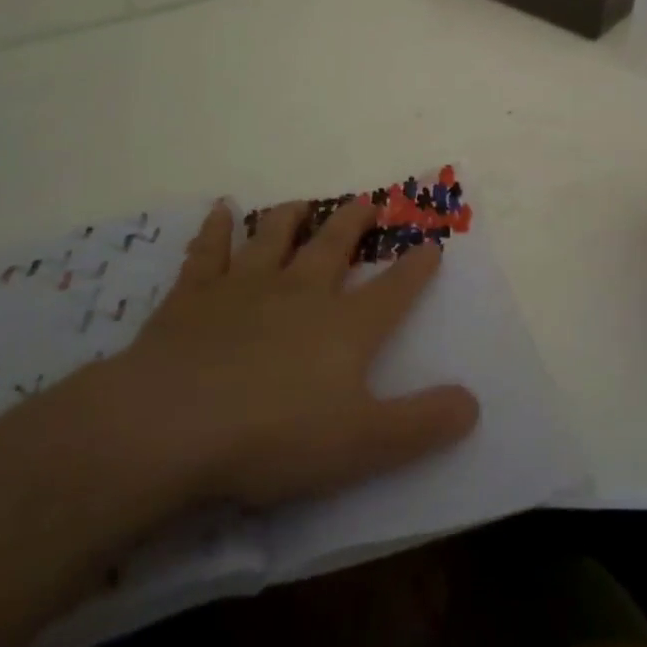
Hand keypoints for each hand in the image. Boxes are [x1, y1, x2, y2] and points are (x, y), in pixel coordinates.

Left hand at [90, 198, 479, 509]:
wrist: (172, 424)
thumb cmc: (274, 437)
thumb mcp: (362, 445)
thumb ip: (421, 424)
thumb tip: (474, 403)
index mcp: (344, 327)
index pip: (393, 291)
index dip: (417, 269)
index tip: (432, 245)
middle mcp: (300, 292)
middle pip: (334, 247)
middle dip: (354, 223)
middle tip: (367, 201)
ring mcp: (245, 288)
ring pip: (273, 238)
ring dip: (290, 218)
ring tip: (302, 202)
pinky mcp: (194, 296)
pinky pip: (208, 252)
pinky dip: (216, 229)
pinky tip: (221, 210)